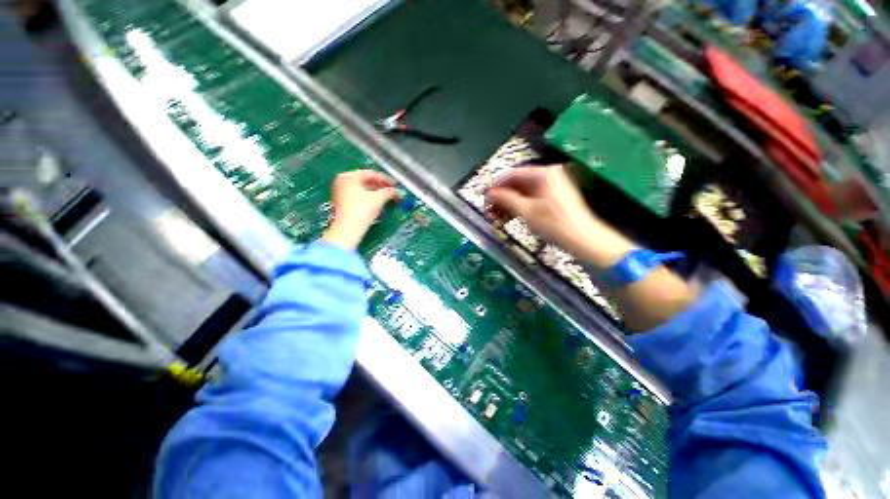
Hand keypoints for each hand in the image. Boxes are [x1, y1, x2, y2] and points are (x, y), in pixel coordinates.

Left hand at [323, 170, 398, 249]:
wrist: (348, 230)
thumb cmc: (362, 210)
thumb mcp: (379, 198)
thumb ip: (389, 192)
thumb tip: (397, 192)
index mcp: (348, 176)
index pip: (370, 173)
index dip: (385, 179)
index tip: (395, 185)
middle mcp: (341, 182)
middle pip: (365, 181)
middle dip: (380, 186)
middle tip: (392, 191)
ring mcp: (340, 193)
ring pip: (362, 190)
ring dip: (375, 193)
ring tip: (387, 198)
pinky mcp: (341, 205)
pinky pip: (358, 197)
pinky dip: (368, 199)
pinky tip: (377, 204)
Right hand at [487, 165, 633, 266]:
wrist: (584, 240)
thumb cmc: (555, 224)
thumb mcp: (527, 211)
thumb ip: (506, 199)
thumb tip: (490, 192)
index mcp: (544, 173)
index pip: (513, 174)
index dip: (497, 187)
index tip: (485, 199)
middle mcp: (548, 176)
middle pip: (517, 184)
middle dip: (502, 199)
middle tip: (490, 212)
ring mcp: (551, 188)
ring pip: (522, 194)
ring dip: (508, 205)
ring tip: (497, 219)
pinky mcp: (553, 199)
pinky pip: (530, 200)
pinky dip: (519, 208)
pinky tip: (509, 219)